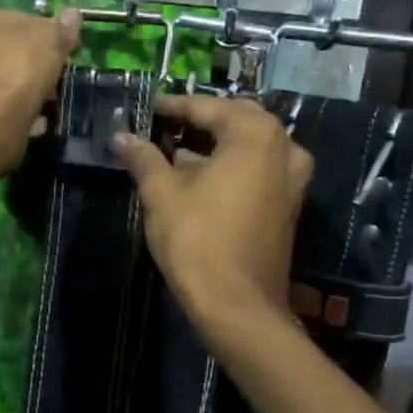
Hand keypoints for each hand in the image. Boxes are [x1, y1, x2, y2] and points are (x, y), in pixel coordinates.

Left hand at [0, 5, 80, 145]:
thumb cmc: (16, 64)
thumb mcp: (49, 38)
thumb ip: (61, 27)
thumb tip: (73, 15)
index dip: (25, 32)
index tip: (46, 47)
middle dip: (16, 63)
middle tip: (45, 74)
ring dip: (13, 90)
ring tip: (43, 100)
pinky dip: (7, 113)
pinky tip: (32, 120)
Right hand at [112, 95, 312, 331]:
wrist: (237, 306)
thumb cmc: (197, 240)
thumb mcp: (161, 193)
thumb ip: (143, 157)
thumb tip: (120, 136)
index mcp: (255, 134)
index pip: (207, 107)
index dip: (172, 107)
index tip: (145, 109)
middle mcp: (284, 148)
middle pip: (235, 120)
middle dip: (199, 121)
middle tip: (164, 126)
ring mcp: (292, 178)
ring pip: (249, 146)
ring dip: (215, 144)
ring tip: (177, 152)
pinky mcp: (288, 205)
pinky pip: (259, 169)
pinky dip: (231, 166)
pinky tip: (200, 178)